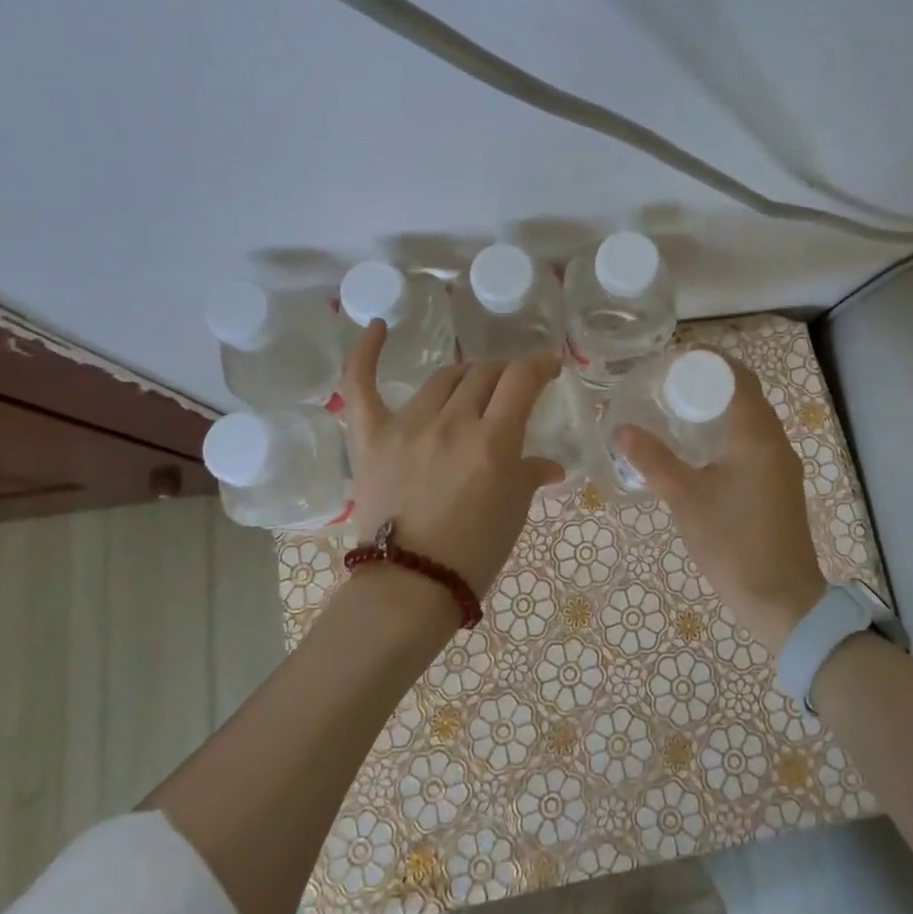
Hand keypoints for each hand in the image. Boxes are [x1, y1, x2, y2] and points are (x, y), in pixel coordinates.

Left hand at [342, 321, 563, 601]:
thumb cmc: (473, 554)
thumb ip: (530, 475)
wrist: (409, 587)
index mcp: (492, 441)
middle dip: (505, 376)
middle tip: (512, 390)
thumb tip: (550, 465)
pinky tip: (378, 326)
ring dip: (466, 376)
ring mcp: (407, 426)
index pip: (521, 379)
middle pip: (484, 374)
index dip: (541, 364)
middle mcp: (451, 423)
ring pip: (444, 378)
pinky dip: (366, 353)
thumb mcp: (513, 512)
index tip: (550, 366)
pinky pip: (362, 385)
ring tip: (473, 386)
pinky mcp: (372, 437)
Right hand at [613, 357, 826, 653]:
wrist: (782, 600)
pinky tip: (701, 453)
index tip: (676, 360)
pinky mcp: (780, 487)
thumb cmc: (733, 541)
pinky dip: (729, 435)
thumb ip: (653, 460)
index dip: (711, 362)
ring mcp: (782, 467)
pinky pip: (755, 444)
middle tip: (669, 386)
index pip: (739, 378)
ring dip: (721, 410)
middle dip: (711, 384)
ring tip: (679, 414)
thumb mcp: (686, 498)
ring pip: (752, 422)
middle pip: (746, 396)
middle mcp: (776, 443)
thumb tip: (621, 430)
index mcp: (757, 435)